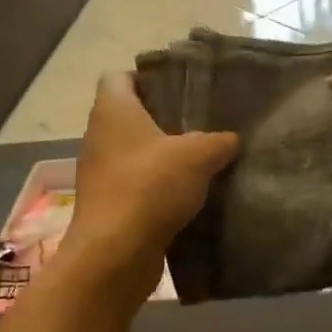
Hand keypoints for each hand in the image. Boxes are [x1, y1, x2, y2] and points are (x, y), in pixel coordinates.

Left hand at [62, 73, 239, 307]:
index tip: (180, 87)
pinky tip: (189, 194)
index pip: (119, 76)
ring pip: (134, 152)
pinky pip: (135, 184)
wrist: (115, 254)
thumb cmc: (150, 186)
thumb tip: (232, 139)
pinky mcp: (107, 204)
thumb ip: (219, 141)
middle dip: (164, 118)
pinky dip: (157, 187)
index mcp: (113, 110)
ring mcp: (100, 172)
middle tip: (201, 122)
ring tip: (201, 158)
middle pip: (130, 115)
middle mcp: (99, 135)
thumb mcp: (198, 155)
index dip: (147, 77)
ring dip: (162, 155)